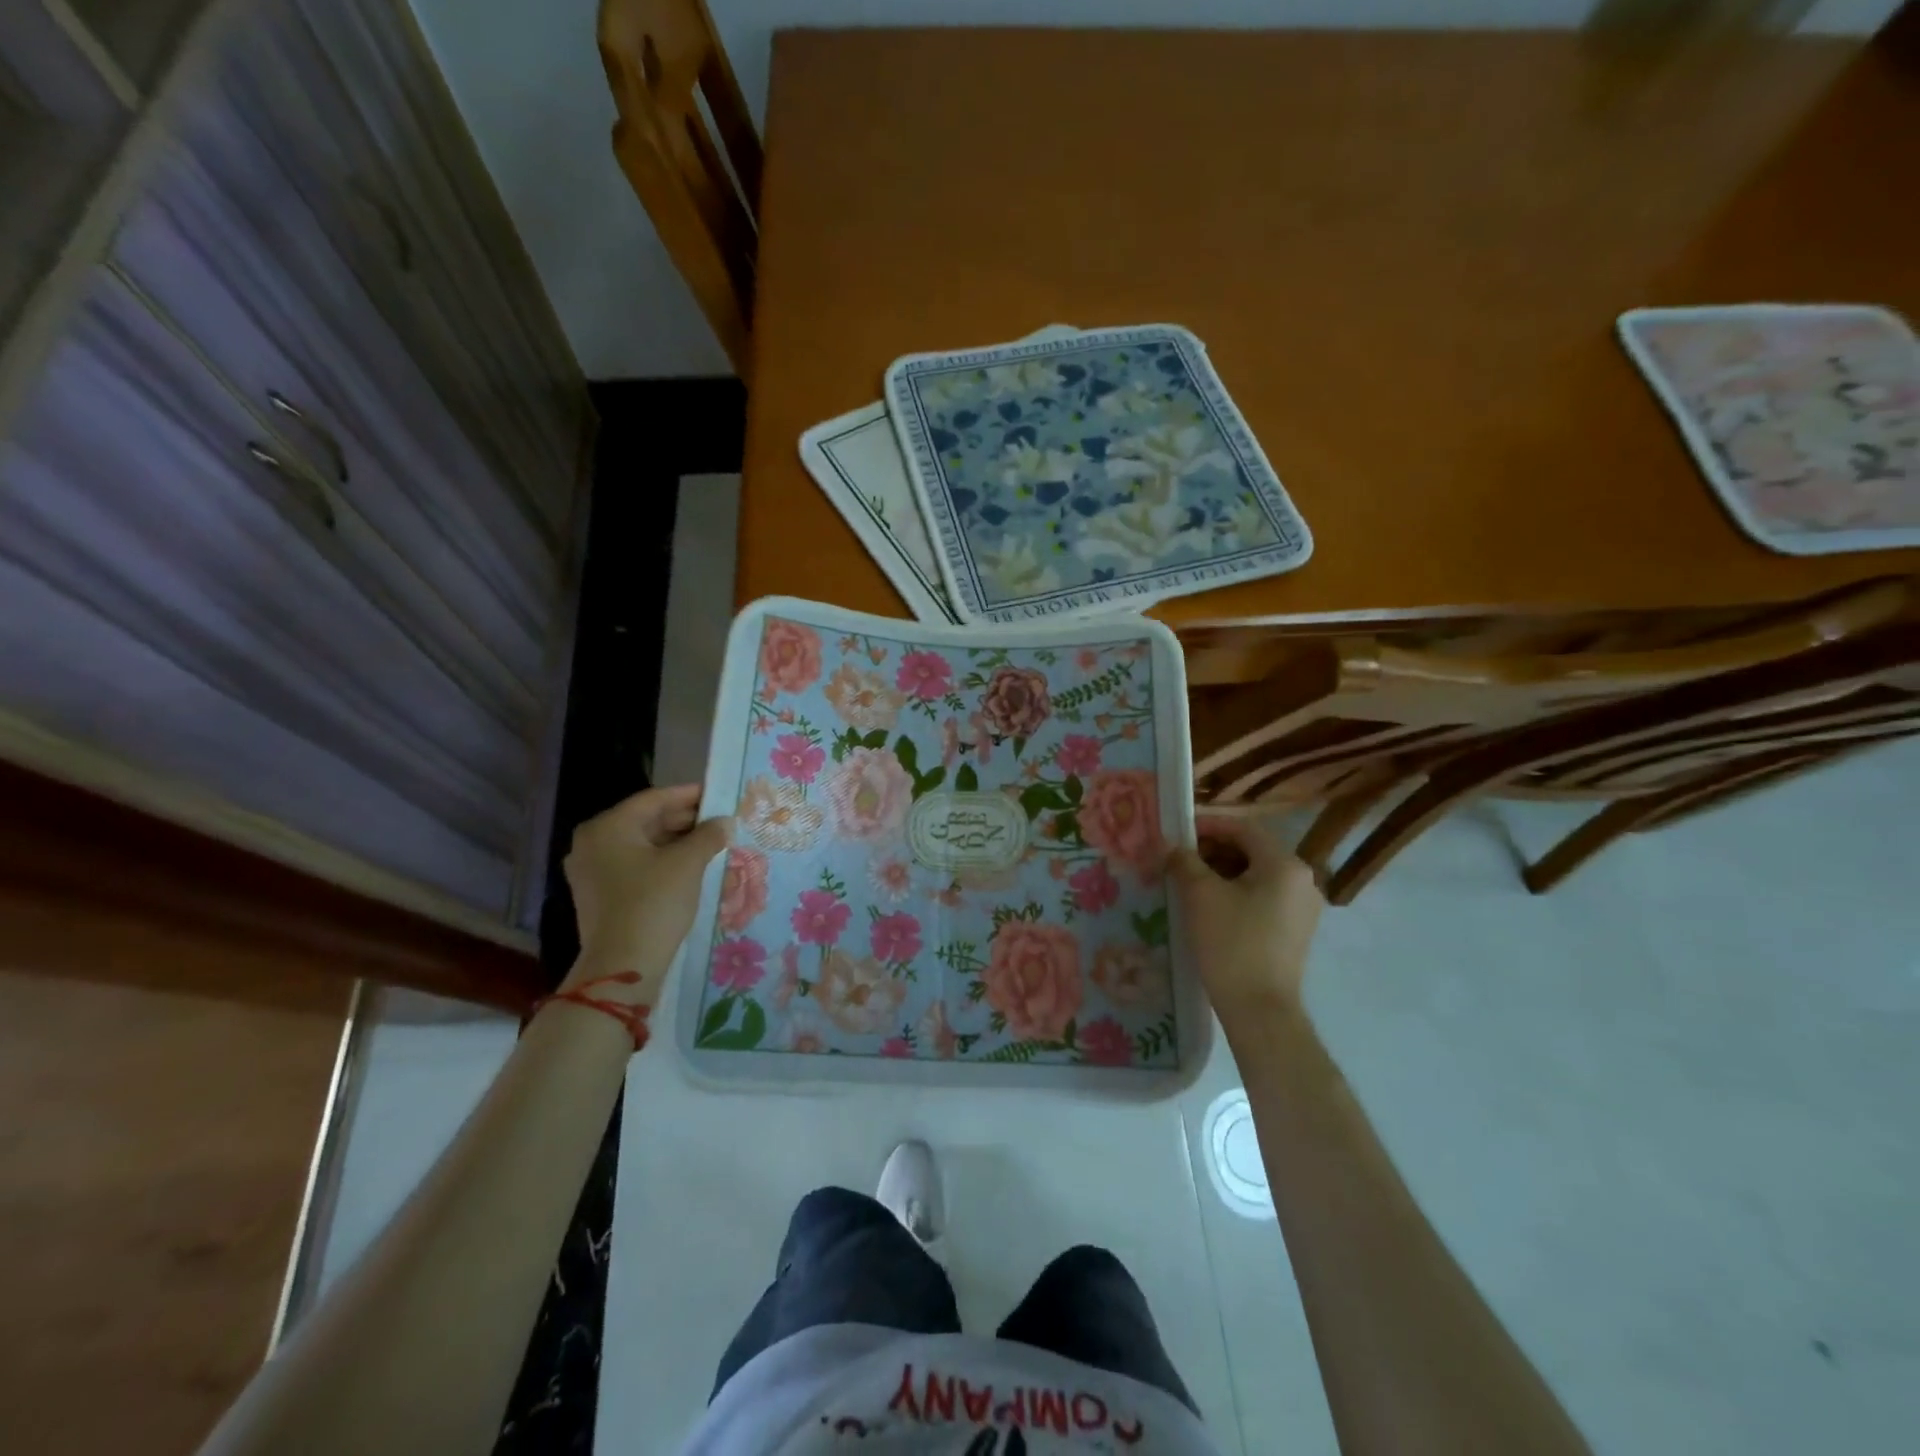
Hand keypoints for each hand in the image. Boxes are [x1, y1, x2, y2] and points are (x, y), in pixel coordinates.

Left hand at [562, 785, 730, 1004]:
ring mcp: (591, 871)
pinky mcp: (599, 895)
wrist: (623, 966)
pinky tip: (690, 866)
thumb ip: (708, 835)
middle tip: (720, 820)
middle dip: (685, 820)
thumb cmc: (654, 903)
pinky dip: (662, 861)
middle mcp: (592, 843)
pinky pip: (635, 866)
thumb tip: (725, 822)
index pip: (655, 799)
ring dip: (676, 842)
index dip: (690, 795)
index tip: (719, 794)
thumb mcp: (688, 863)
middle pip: (646, 821)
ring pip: (642, 844)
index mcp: (608, 827)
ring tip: (712, 843)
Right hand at [1168, 814, 1323, 1027]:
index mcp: (1285, 864)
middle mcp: (1303, 880)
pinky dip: (1236, 892)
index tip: (1178, 832)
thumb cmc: (1230, 943)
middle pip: (1251, 850)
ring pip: (1256, 874)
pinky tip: (1210, 906)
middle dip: (1213, 850)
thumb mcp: (1200, 895)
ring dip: (1222, 871)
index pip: (1243, 828)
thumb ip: (1184, 861)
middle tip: (1179, 858)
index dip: (1208, 825)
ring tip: (1189, 881)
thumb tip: (1173, 846)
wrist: (1259, 1009)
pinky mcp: (1295, 930)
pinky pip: (1263, 897)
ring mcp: (1303, 908)